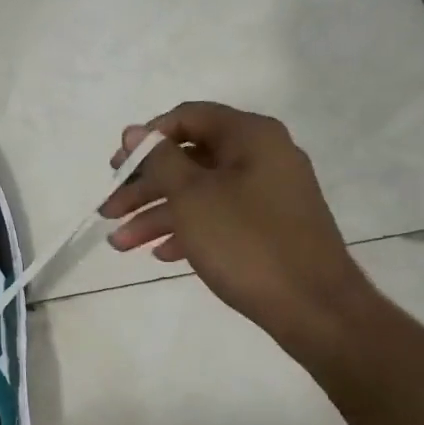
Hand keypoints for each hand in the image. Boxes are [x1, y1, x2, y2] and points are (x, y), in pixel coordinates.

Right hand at [102, 102, 380, 358]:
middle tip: (109, 210)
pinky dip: (186, 230)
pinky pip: (218, 217)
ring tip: (120, 243)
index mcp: (250, 136)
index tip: (117, 168)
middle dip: (143, 186)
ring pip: (199, 192)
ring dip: (156, 215)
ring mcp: (267, 193)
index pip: (187, 117)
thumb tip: (134, 131)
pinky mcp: (268, 227)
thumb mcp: (192, 196)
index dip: (146, 139)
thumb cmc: (246, 242)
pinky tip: (160, 254)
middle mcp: (262, 156)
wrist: (314, 306)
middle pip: (188, 158)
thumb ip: (159, 159)